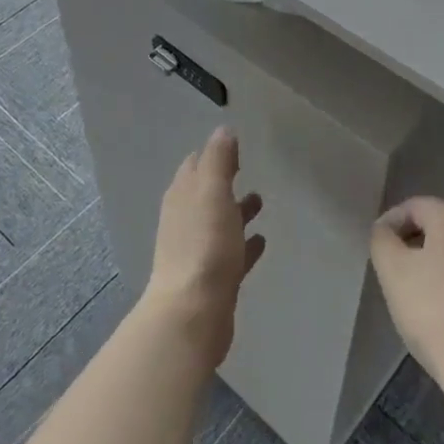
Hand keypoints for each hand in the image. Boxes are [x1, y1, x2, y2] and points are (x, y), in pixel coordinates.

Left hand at [143, 126, 265, 370]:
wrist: (193, 313)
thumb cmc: (204, 245)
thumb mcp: (212, 192)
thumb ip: (218, 159)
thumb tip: (223, 130)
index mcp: (182, 196)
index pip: (196, 165)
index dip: (214, 154)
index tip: (235, 146)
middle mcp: (185, 220)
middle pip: (206, 193)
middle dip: (224, 180)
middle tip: (247, 168)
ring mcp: (197, 250)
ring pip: (219, 222)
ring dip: (236, 210)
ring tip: (260, 201)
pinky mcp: (213, 279)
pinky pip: (231, 253)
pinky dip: (244, 244)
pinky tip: (261, 241)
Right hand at [370, 197, 443, 392]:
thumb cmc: (438, 316)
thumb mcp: (393, 272)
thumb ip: (382, 239)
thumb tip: (388, 230)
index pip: (414, 207)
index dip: (391, 226)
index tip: (380, 255)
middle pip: (443, 228)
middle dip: (419, 247)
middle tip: (401, 279)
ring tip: (429, 303)